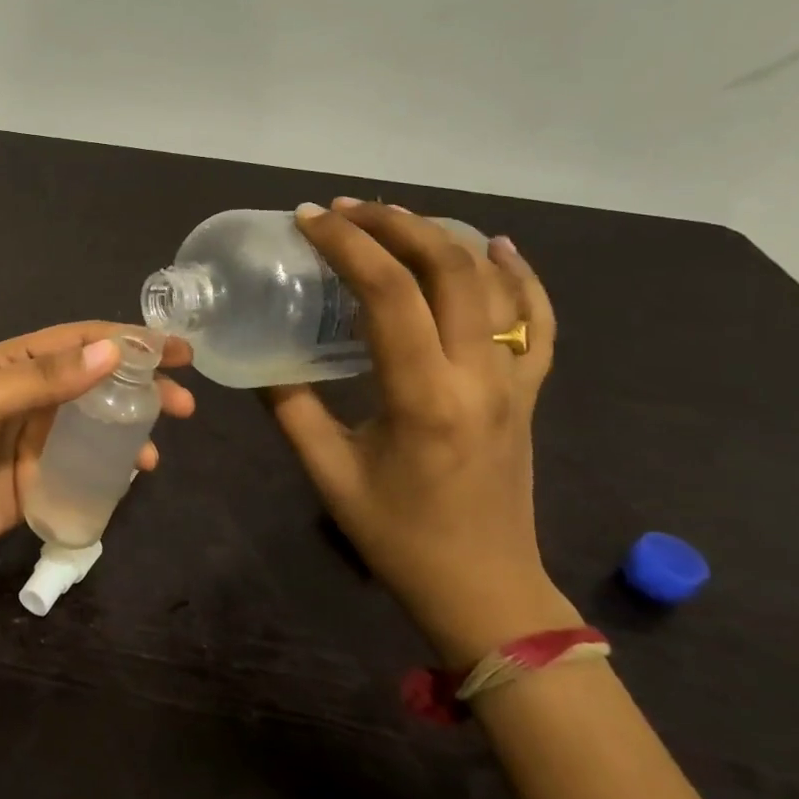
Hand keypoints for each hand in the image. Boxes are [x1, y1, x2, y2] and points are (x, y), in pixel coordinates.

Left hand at [0, 322, 194, 577]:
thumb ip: (43, 379)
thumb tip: (112, 352)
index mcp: (16, 365)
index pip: (83, 342)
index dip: (131, 341)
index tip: (177, 350)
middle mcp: (31, 397)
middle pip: (98, 384)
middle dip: (142, 388)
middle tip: (184, 404)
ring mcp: (36, 442)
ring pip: (96, 427)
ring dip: (131, 431)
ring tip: (158, 451)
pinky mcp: (37, 483)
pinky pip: (84, 470)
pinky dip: (111, 470)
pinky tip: (132, 477)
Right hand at [266, 200, 578, 663]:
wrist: (484, 588)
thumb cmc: (398, 536)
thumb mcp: (328, 474)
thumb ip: (290, 410)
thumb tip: (261, 361)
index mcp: (423, 397)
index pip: (389, 295)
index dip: (348, 246)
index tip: (310, 220)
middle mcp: (477, 376)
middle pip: (449, 270)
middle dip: (394, 224)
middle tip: (346, 210)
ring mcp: (513, 380)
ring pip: (492, 283)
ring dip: (442, 238)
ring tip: (395, 218)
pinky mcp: (528, 391)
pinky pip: (537, 321)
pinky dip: (521, 276)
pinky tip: (498, 247)